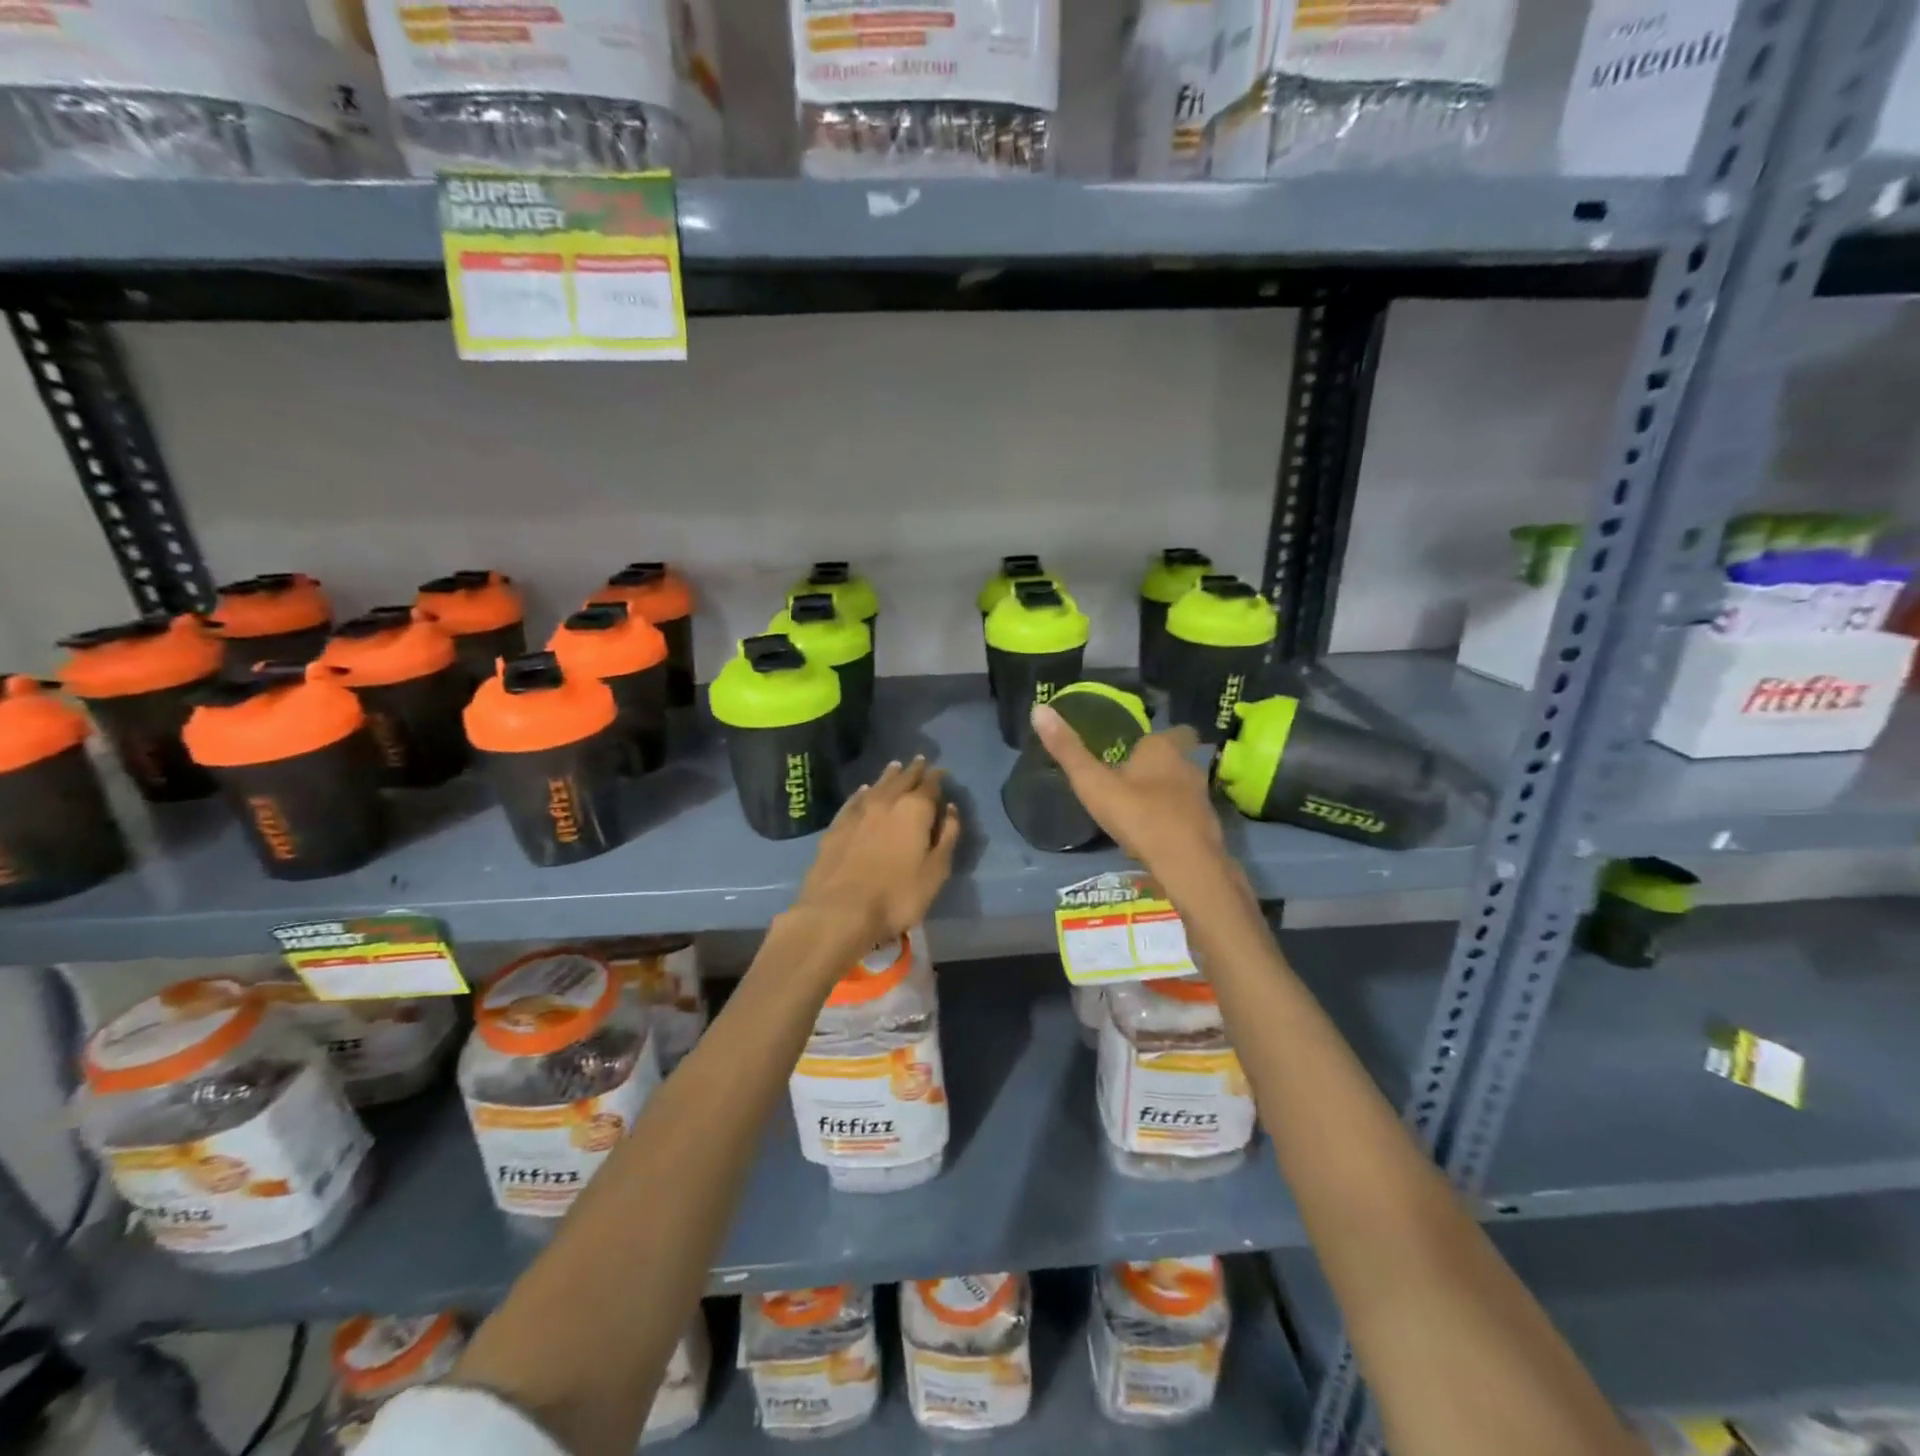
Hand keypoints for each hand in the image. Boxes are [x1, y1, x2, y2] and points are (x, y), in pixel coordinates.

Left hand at [793, 757, 960, 949]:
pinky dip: (862, 793)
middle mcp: (886, 802)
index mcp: (914, 810)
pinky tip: (863, 790)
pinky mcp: (836, 827)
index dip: (937, 778)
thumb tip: (951, 809)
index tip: (941, 771)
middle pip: (902, 780)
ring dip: (889, 775)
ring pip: (877, 785)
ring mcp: (858, 813)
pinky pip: (854, 801)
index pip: (929, 786)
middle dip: (913, 770)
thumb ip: (947, 837)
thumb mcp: (936, 871)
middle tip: (920, 760)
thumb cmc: (897, 895)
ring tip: (895, 766)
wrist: (840, 911)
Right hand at [1029, 703, 1229, 891]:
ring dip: (1168, 794)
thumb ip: (1068, 750)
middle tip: (1135, 777)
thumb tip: (1040, 709)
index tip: (1139, 747)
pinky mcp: (1207, 827)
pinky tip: (1156, 834)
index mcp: (1163, 749)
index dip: (1158, 738)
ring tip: (1142, 806)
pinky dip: (1175, 820)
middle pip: (1179, 759)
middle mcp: (1188, 767)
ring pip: (1185, 788)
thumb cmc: (1138, 814)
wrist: (1186, 863)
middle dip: (1161, 766)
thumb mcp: (1094, 783)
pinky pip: (1188, 816)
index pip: (1173, 731)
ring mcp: (1202, 798)